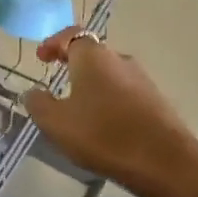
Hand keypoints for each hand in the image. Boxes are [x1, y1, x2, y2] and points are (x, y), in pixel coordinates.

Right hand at [23, 28, 197, 193]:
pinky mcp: (156, 102)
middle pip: (92, 53)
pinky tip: (104, 124)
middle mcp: (119, 60)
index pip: (71, 36)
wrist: (164, 161)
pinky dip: (110, 100)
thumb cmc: (103, 134)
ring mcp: (142, 80)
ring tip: (79, 106)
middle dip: (73, 64)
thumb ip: (38, 103)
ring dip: (93, 84)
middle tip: (57, 79)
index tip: (41, 57)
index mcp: (93, 57)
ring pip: (110, 74)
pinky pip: (125, 93)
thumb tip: (33, 92)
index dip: (53, 43)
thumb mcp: (56, 122)